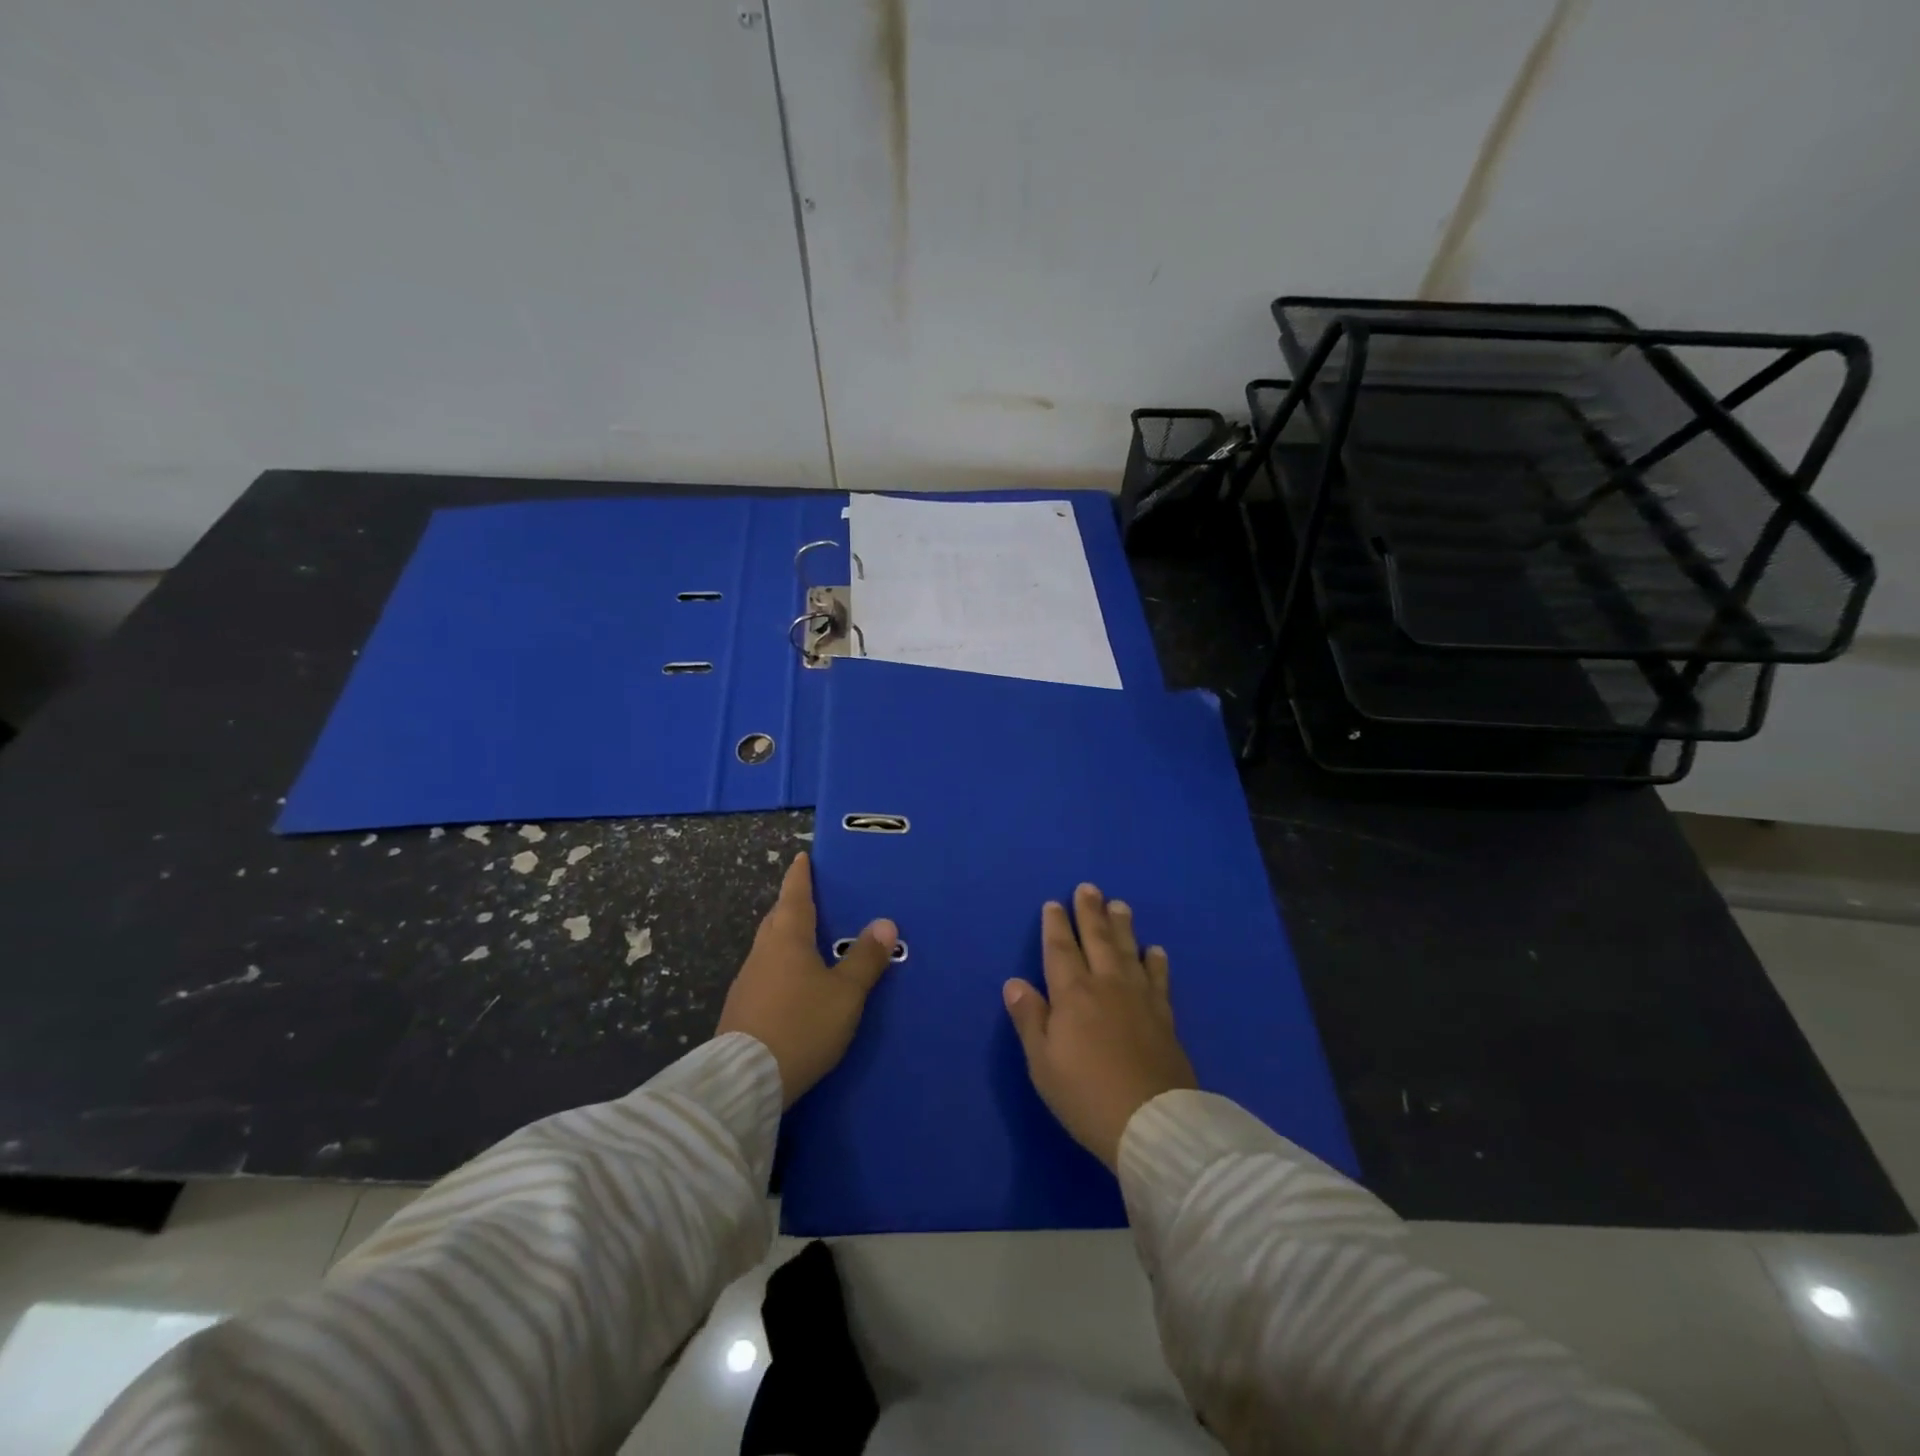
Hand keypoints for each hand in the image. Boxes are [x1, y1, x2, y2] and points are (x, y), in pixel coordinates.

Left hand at [717, 853, 896, 1105]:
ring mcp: (747, 982)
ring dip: (785, 938)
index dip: (800, 876)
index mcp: (787, 939)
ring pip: (769, 948)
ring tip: (806, 941)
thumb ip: (865, 959)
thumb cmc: (802, 1025)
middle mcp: (762, 952)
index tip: (801, 858)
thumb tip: (884, 923)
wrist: (745, 1080)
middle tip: (810, 899)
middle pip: (777, 919)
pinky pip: (765, 974)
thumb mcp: (845, 994)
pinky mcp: (741, 1010)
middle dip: (792, 906)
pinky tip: (791, 984)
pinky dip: (780, 967)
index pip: (794, 896)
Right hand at [1003, 884, 1197, 1169]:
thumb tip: (1014, 982)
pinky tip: (1155, 951)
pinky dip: (1155, 961)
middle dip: (1090, 912)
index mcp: (1072, 994)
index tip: (1054, 904)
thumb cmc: (1085, 1094)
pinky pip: (1159, 979)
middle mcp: (1107, 985)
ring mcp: (1140, 998)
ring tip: (1120, 905)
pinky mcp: (1164, 1017)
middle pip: (1097, 939)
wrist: (1152, 1123)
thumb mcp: (1043, 1062)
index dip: (1056, 925)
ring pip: (1128, 950)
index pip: (1060, 949)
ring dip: (1122, 926)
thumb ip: (1030, 1019)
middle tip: (1089, 888)